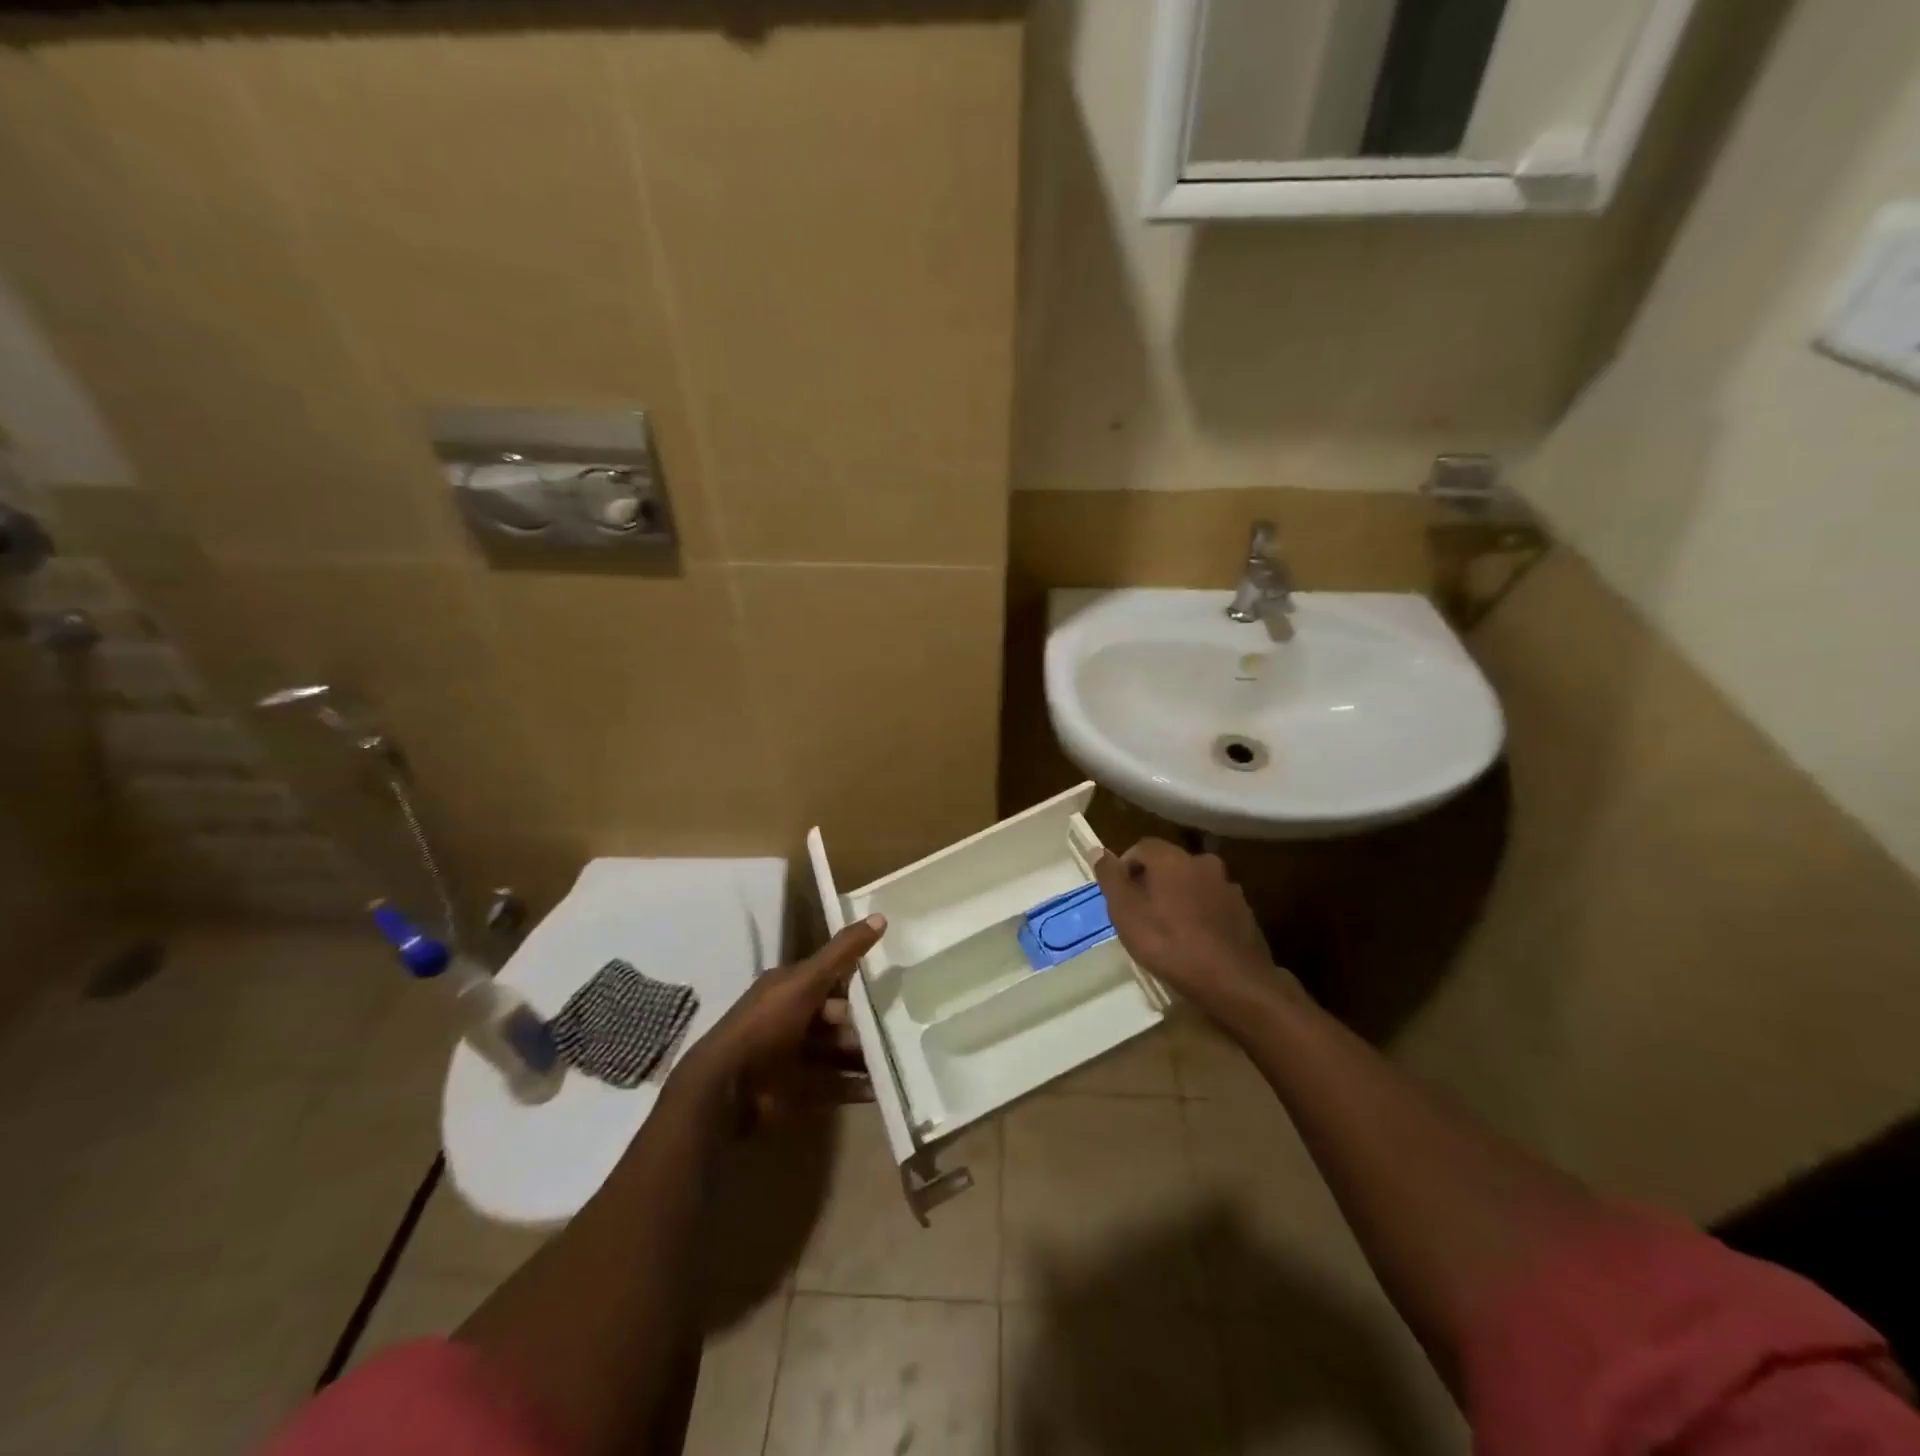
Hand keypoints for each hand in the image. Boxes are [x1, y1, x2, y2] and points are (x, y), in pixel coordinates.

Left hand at [673, 915, 885, 1120]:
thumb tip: (881, 916)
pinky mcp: (797, 1090)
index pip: (829, 979)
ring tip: (901, 1060)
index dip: (858, 981)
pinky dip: (857, 1087)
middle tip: (902, 1029)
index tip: (893, 984)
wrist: (726, 1089)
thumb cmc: (766, 1025)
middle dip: (866, 1025)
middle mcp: (791, 1019)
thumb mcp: (806, 980)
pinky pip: (834, 1085)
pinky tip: (883, 1089)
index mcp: (789, 989)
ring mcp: (793, 1057)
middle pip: (837, 1019)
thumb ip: (843, 952)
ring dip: (865, 1057)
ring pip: (838, 1053)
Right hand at [1094, 839, 1293, 1023]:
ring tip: (1169, 930)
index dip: (1126, 868)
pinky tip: (1195, 940)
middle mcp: (1202, 862)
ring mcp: (1228, 886)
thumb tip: (1097, 850)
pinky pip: (1212, 904)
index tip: (1120, 897)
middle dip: (1152, 882)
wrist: (1233, 982)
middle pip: (1169, 864)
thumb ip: (1110, 878)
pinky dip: (1200, 913)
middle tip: (1141, 914)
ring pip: (1192, 883)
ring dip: (1178, 897)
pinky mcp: (1244, 911)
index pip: (1142, 846)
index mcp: (1172, 858)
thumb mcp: (1125, 913)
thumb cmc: (1169, 944)